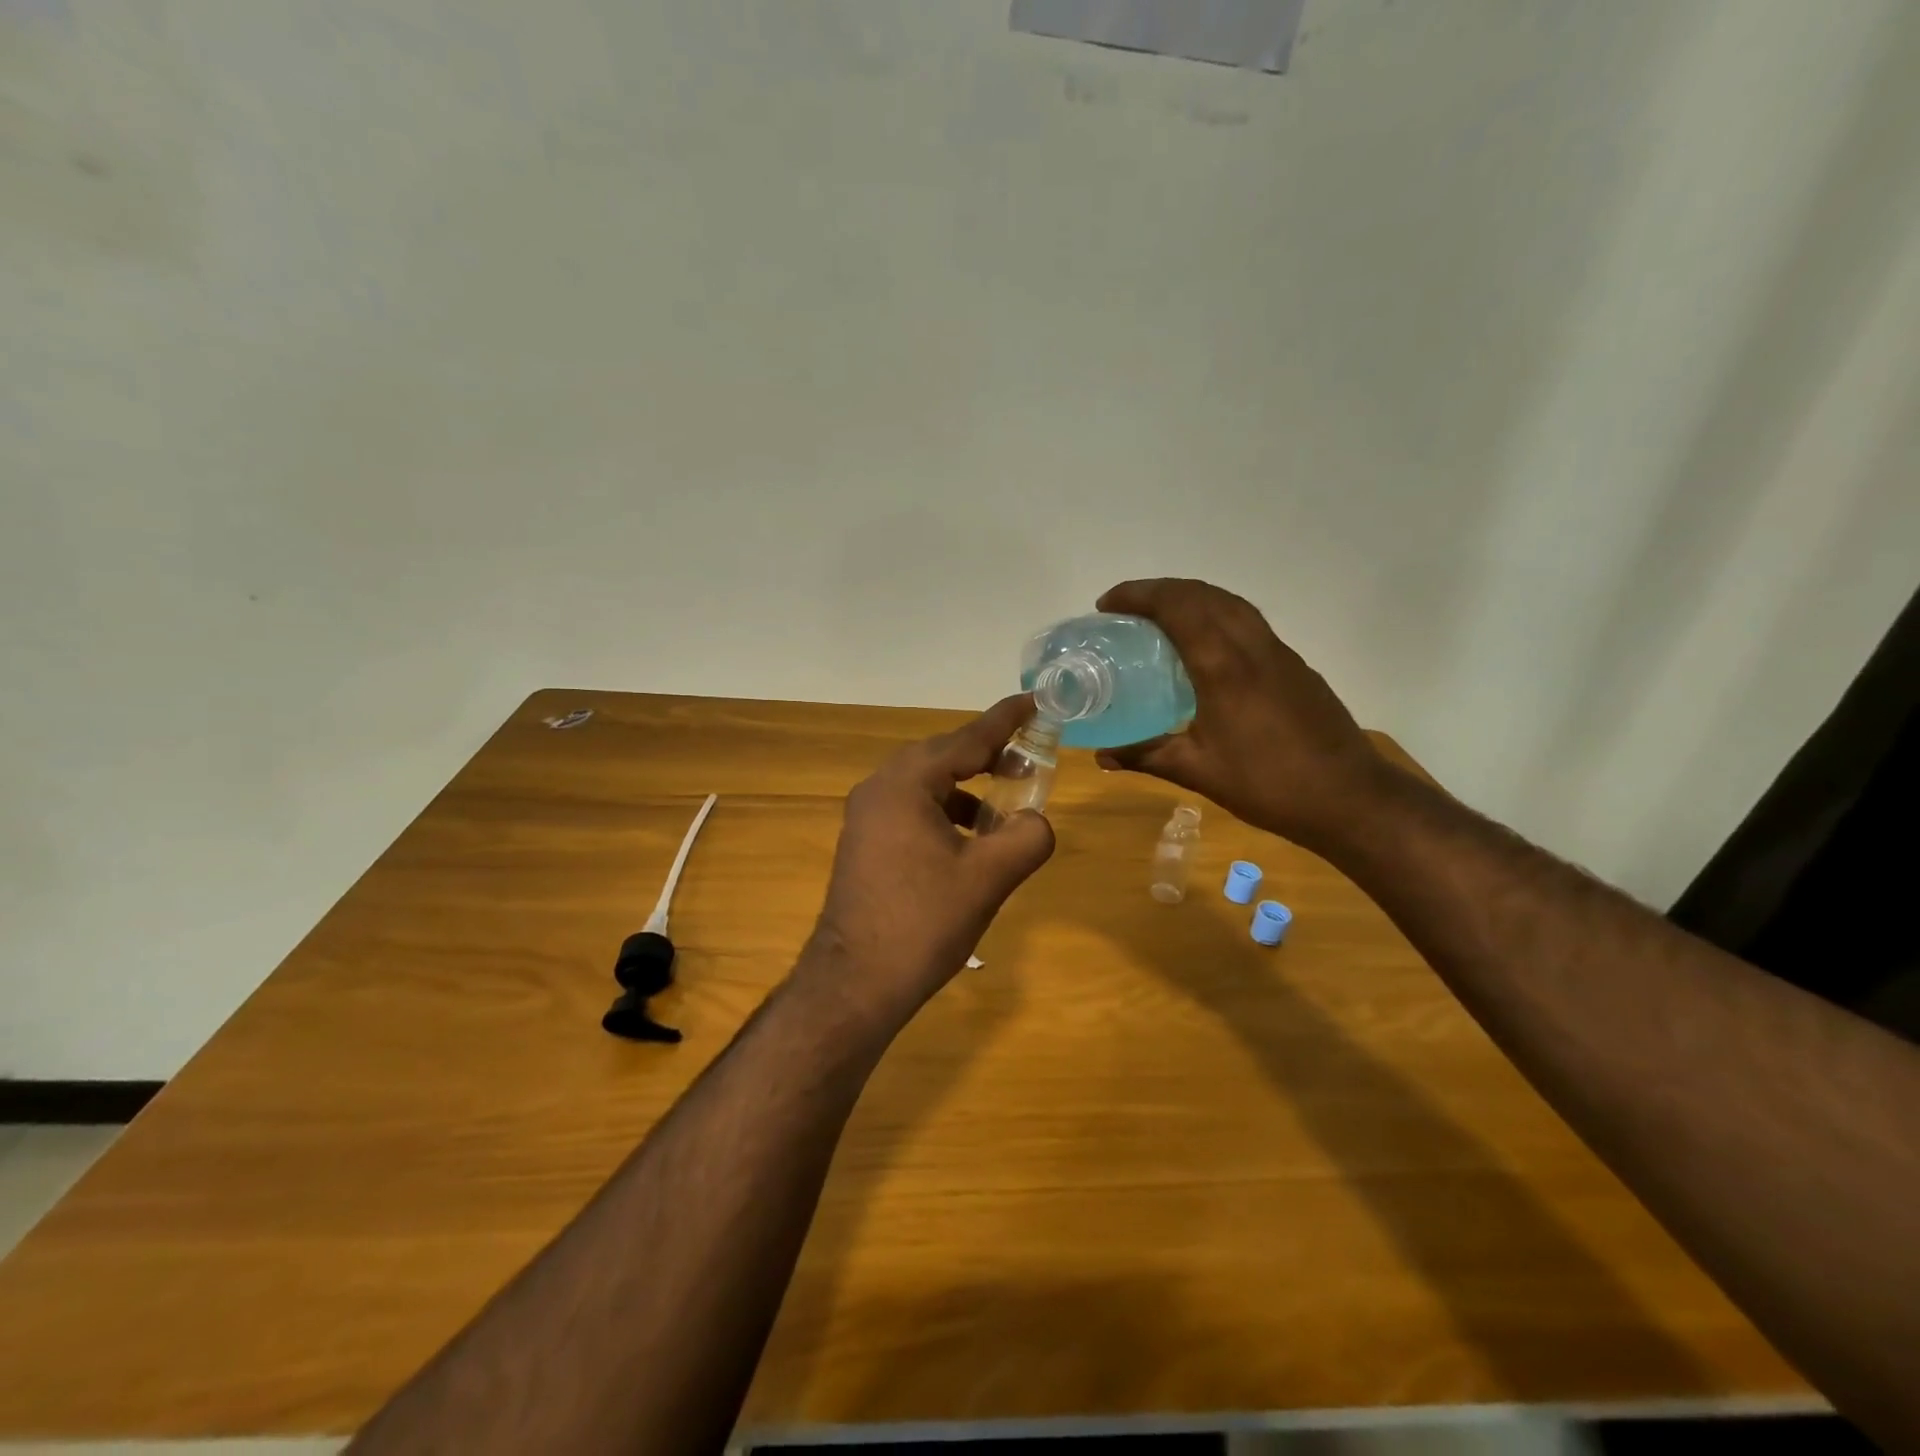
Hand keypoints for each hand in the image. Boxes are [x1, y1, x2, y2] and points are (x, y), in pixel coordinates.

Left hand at [803, 695, 1055, 1024]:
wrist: (856, 983)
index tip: (1036, 700)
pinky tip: (970, 839)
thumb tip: (1036, 822)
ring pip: (927, 783)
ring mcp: (867, 815)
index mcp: (905, 784)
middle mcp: (879, 788)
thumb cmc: (922, 924)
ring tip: (1006, 806)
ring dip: (969, 788)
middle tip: (1030, 758)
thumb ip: (1026, 837)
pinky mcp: (865, 841)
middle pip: (943, 755)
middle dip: (989, 755)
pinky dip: (946, 811)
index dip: (1006, 720)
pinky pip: (913, 808)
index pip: (966, 739)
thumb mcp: (987, 879)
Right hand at [1094, 578, 1393, 851]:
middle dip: (1160, 589)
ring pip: (1230, 602)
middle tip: (1126, 609)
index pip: (1177, 606)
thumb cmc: (1268, 784)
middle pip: (1203, 593)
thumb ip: (1147, 756)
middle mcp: (1252, 646)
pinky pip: (1247, 621)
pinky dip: (1215, 614)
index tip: (1106, 605)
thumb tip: (1102, 757)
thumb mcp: (1198, 772)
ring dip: (1190, 597)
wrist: (1350, 797)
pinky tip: (1204, 646)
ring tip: (1159, 618)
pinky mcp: (1294, 665)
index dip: (1138, 595)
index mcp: (1223, 666)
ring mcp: (1278, 652)